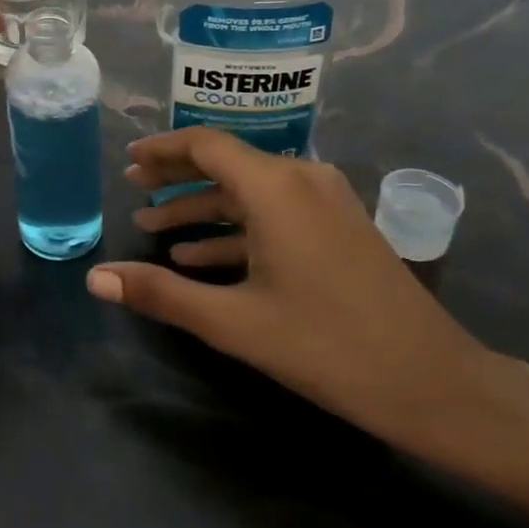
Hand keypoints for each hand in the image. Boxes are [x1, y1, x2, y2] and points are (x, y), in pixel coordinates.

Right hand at [87, 127, 493, 450]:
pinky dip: (236, 231)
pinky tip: (202, 259)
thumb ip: (162, 294)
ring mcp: (325, 202)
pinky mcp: (338, 227)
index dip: (162, 150)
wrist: (433, 382)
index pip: (206, 145)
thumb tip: (95, 278)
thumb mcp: (234, 322)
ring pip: (248, 193)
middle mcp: (301, 178)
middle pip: (226, 163)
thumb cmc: (327, 345)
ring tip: (154, 231)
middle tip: (133, 191)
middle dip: (176, 178)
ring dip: (202, 210)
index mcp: (275, 187)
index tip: (128, 162)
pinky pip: (274, 214)